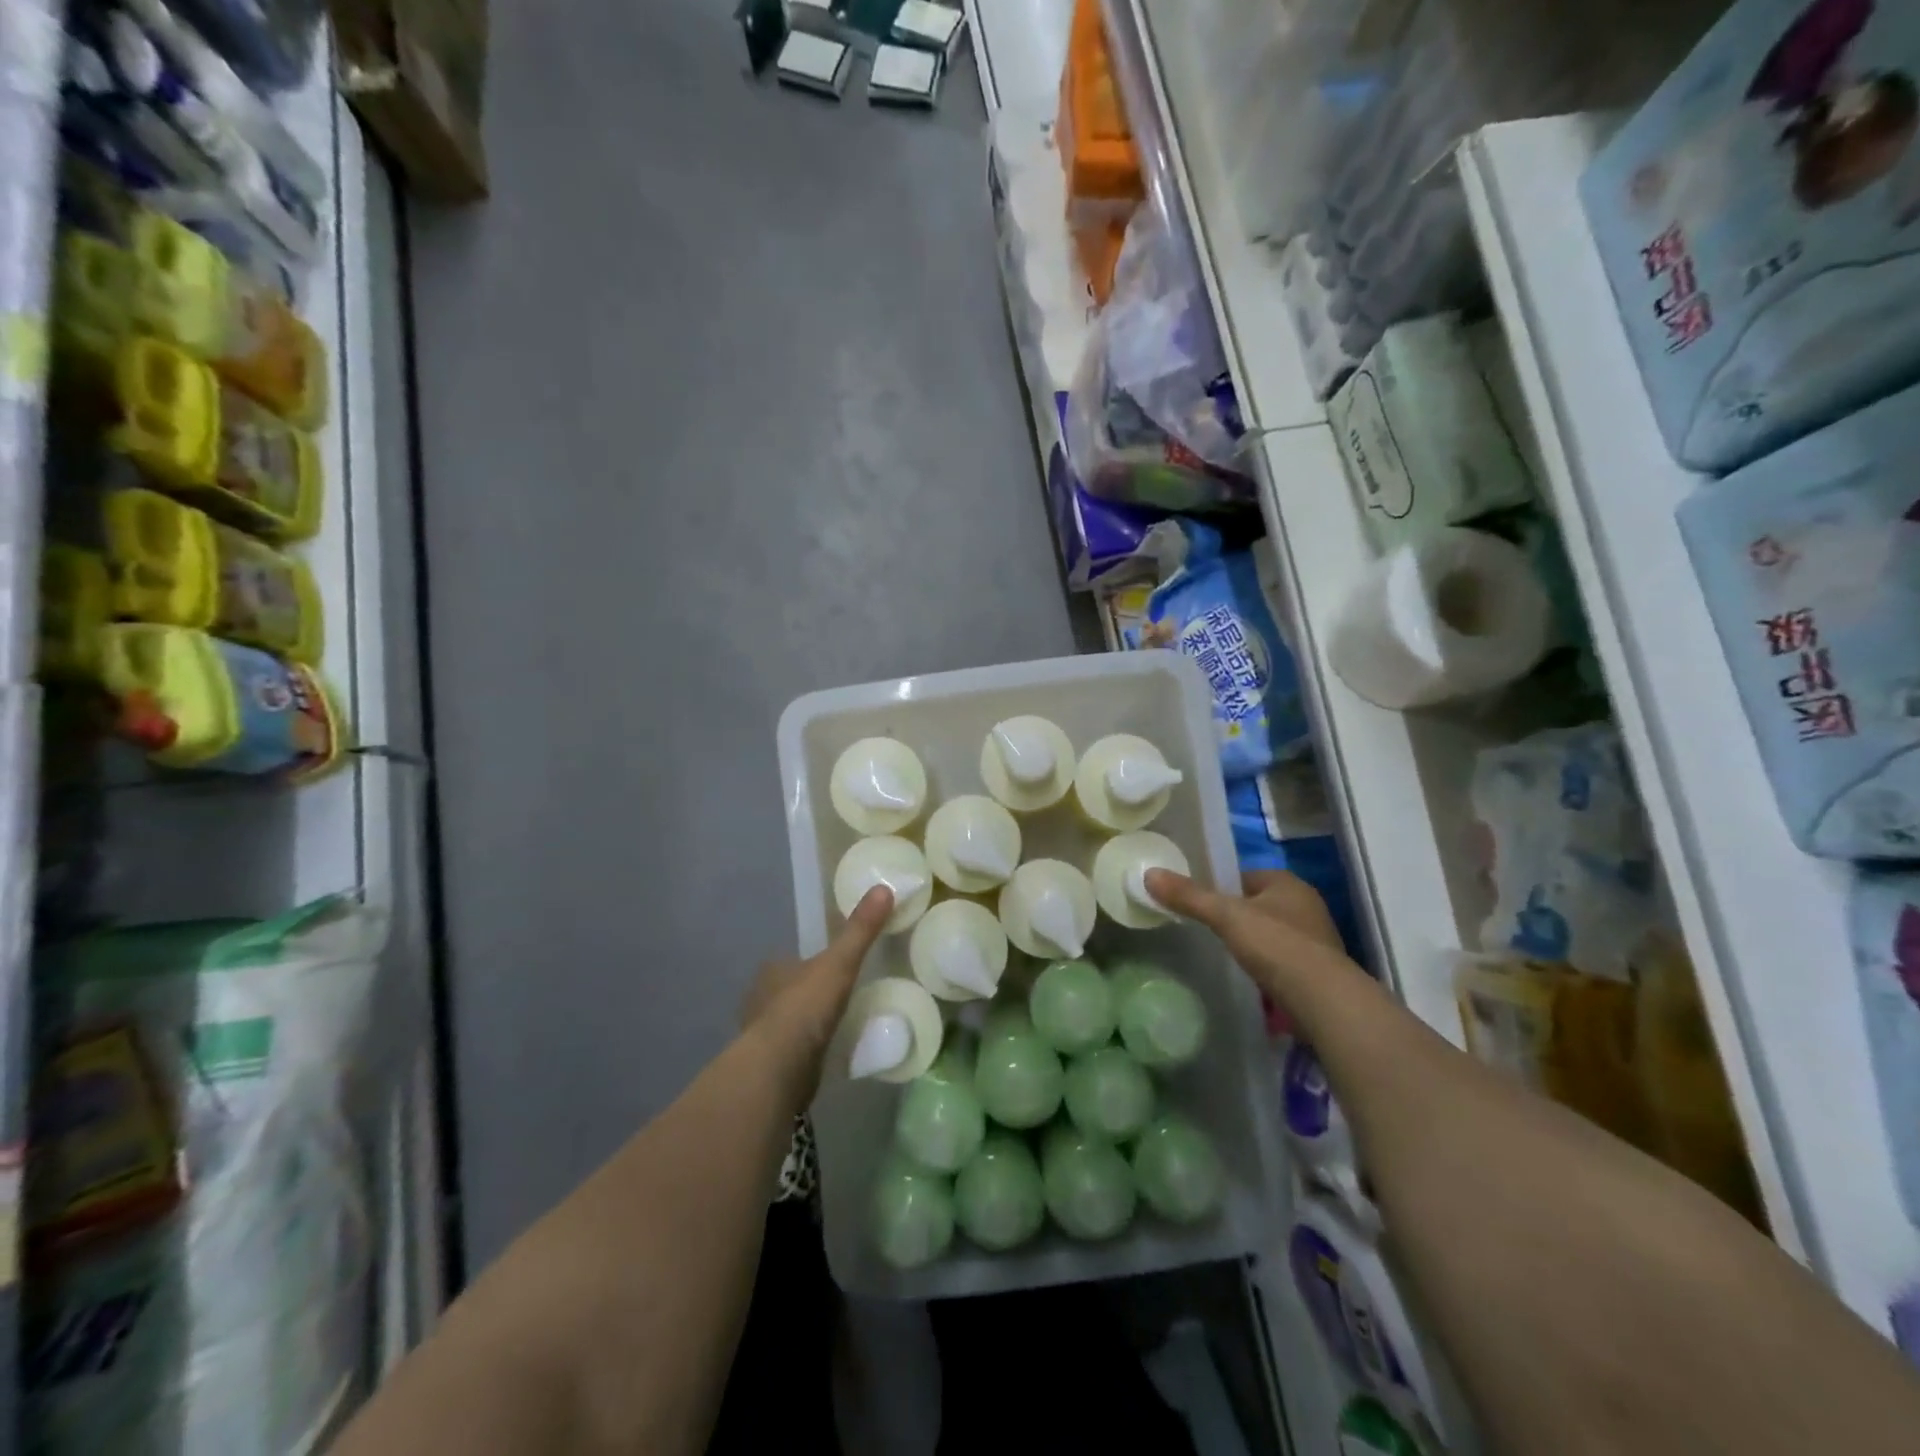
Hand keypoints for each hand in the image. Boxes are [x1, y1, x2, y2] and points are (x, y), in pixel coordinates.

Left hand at [741, 885, 893, 1096]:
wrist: (778, 1068)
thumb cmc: (804, 1007)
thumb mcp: (839, 962)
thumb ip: (860, 930)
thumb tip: (884, 888)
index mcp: (773, 970)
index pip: (792, 959)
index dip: (812, 961)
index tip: (835, 966)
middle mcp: (761, 998)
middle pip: (790, 989)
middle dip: (810, 992)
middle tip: (841, 996)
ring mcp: (763, 1034)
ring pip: (790, 1020)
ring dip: (809, 1022)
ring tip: (839, 1024)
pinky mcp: (770, 1065)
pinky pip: (794, 1050)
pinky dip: (808, 1049)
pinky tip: (827, 1052)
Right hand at [1143, 868, 1355, 1008]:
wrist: (1324, 999)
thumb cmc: (1275, 945)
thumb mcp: (1225, 916)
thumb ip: (1189, 897)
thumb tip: (1149, 874)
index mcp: (1287, 883)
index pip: (1246, 876)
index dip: (1222, 887)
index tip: (1201, 904)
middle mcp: (1307, 904)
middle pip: (1260, 904)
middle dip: (1239, 916)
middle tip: (1211, 931)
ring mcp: (1317, 938)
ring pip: (1274, 932)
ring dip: (1256, 942)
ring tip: (1229, 955)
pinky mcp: (1320, 970)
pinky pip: (1285, 960)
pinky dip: (1269, 966)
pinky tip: (1253, 978)